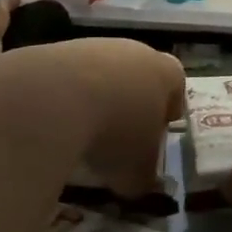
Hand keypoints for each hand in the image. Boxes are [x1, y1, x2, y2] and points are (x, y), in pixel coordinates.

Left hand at [7, 38, 183, 198]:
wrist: (54, 98)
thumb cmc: (114, 132)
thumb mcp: (136, 171)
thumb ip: (142, 178)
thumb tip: (136, 185)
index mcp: (165, 73)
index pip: (176, 84)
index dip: (168, 108)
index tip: (157, 130)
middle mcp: (133, 50)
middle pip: (138, 75)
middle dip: (130, 103)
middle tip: (120, 135)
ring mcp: (93, 46)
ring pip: (101, 73)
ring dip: (95, 98)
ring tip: (82, 132)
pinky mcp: (55, 49)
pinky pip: (67, 76)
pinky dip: (65, 97)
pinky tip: (55, 121)